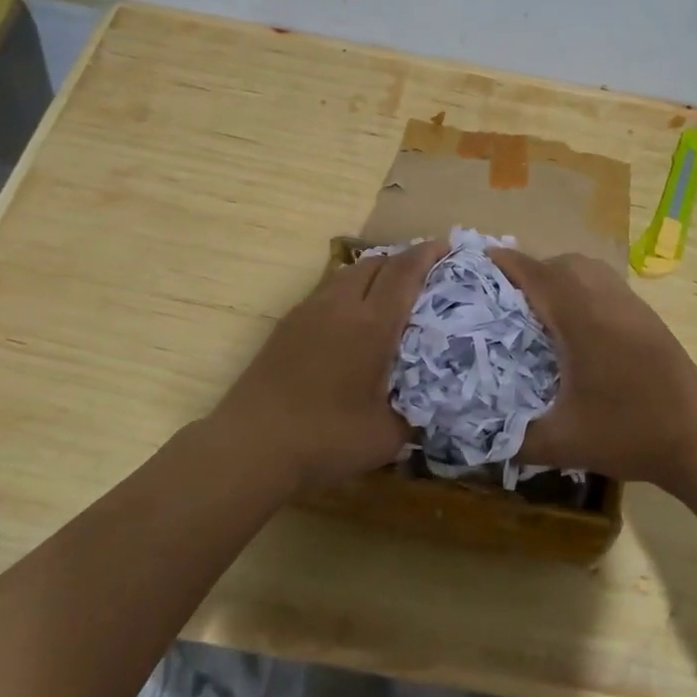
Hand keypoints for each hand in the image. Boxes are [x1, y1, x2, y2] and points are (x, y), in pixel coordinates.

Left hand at [208, 240, 446, 494]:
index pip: (404, 272)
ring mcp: (307, 312)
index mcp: (371, 325)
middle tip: (424, 274)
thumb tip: (430, 405)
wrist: (251, 447)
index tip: (445, 248)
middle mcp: (340, 306)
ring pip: (346, 274)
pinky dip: (348, 292)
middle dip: (402, 260)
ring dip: (372, 274)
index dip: (427, 255)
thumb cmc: (326, 440)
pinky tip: (352, 321)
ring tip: (390, 294)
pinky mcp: (286, 326)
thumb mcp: (387, 437)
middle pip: (374, 263)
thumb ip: (415, 414)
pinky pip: (326, 292)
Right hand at [489, 249, 696, 495]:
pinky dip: (583, 288)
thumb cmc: (629, 434)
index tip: (477, 261)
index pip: (537, 274)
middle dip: (531, 269)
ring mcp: (633, 307)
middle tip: (505, 295)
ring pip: (590, 270)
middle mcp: (608, 301)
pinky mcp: (649, 319)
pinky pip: (607, 285)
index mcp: (582, 319)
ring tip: (538, 308)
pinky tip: (576, 327)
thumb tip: (478, 433)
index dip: (505, 263)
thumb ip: (514, 438)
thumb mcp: (562, 443)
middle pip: (564, 263)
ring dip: (560, 276)